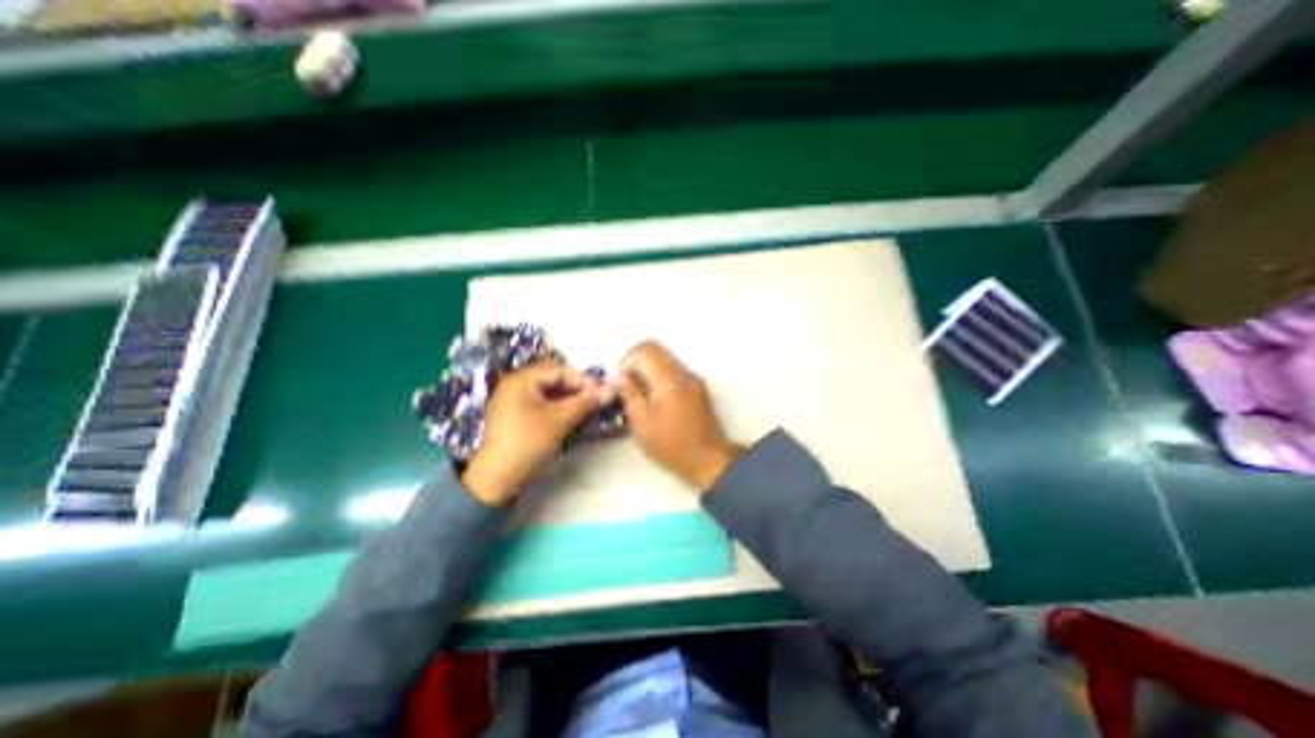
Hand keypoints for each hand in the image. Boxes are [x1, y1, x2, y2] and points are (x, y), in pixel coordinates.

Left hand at [458, 356, 612, 507]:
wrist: (497, 480)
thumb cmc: (528, 443)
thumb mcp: (560, 420)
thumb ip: (586, 401)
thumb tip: (612, 388)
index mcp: (522, 380)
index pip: (559, 370)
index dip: (583, 379)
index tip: (602, 392)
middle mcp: (517, 385)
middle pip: (555, 380)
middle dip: (578, 390)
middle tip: (597, 401)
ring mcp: (516, 401)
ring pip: (551, 393)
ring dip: (572, 400)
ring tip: (590, 411)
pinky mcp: (518, 417)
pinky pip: (544, 405)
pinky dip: (561, 409)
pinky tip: (575, 418)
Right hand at [617, 339, 738, 493]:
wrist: (708, 458)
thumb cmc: (671, 443)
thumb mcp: (641, 421)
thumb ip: (629, 392)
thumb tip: (619, 375)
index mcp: (669, 376)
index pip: (646, 348)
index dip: (628, 359)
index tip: (620, 379)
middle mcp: (684, 372)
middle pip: (657, 351)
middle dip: (637, 364)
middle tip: (627, 386)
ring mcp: (694, 379)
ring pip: (666, 362)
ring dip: (649, 372)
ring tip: (640, 397)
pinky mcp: (698, 389)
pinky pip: (675, 373)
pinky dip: (661, 379)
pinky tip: (655, 402)